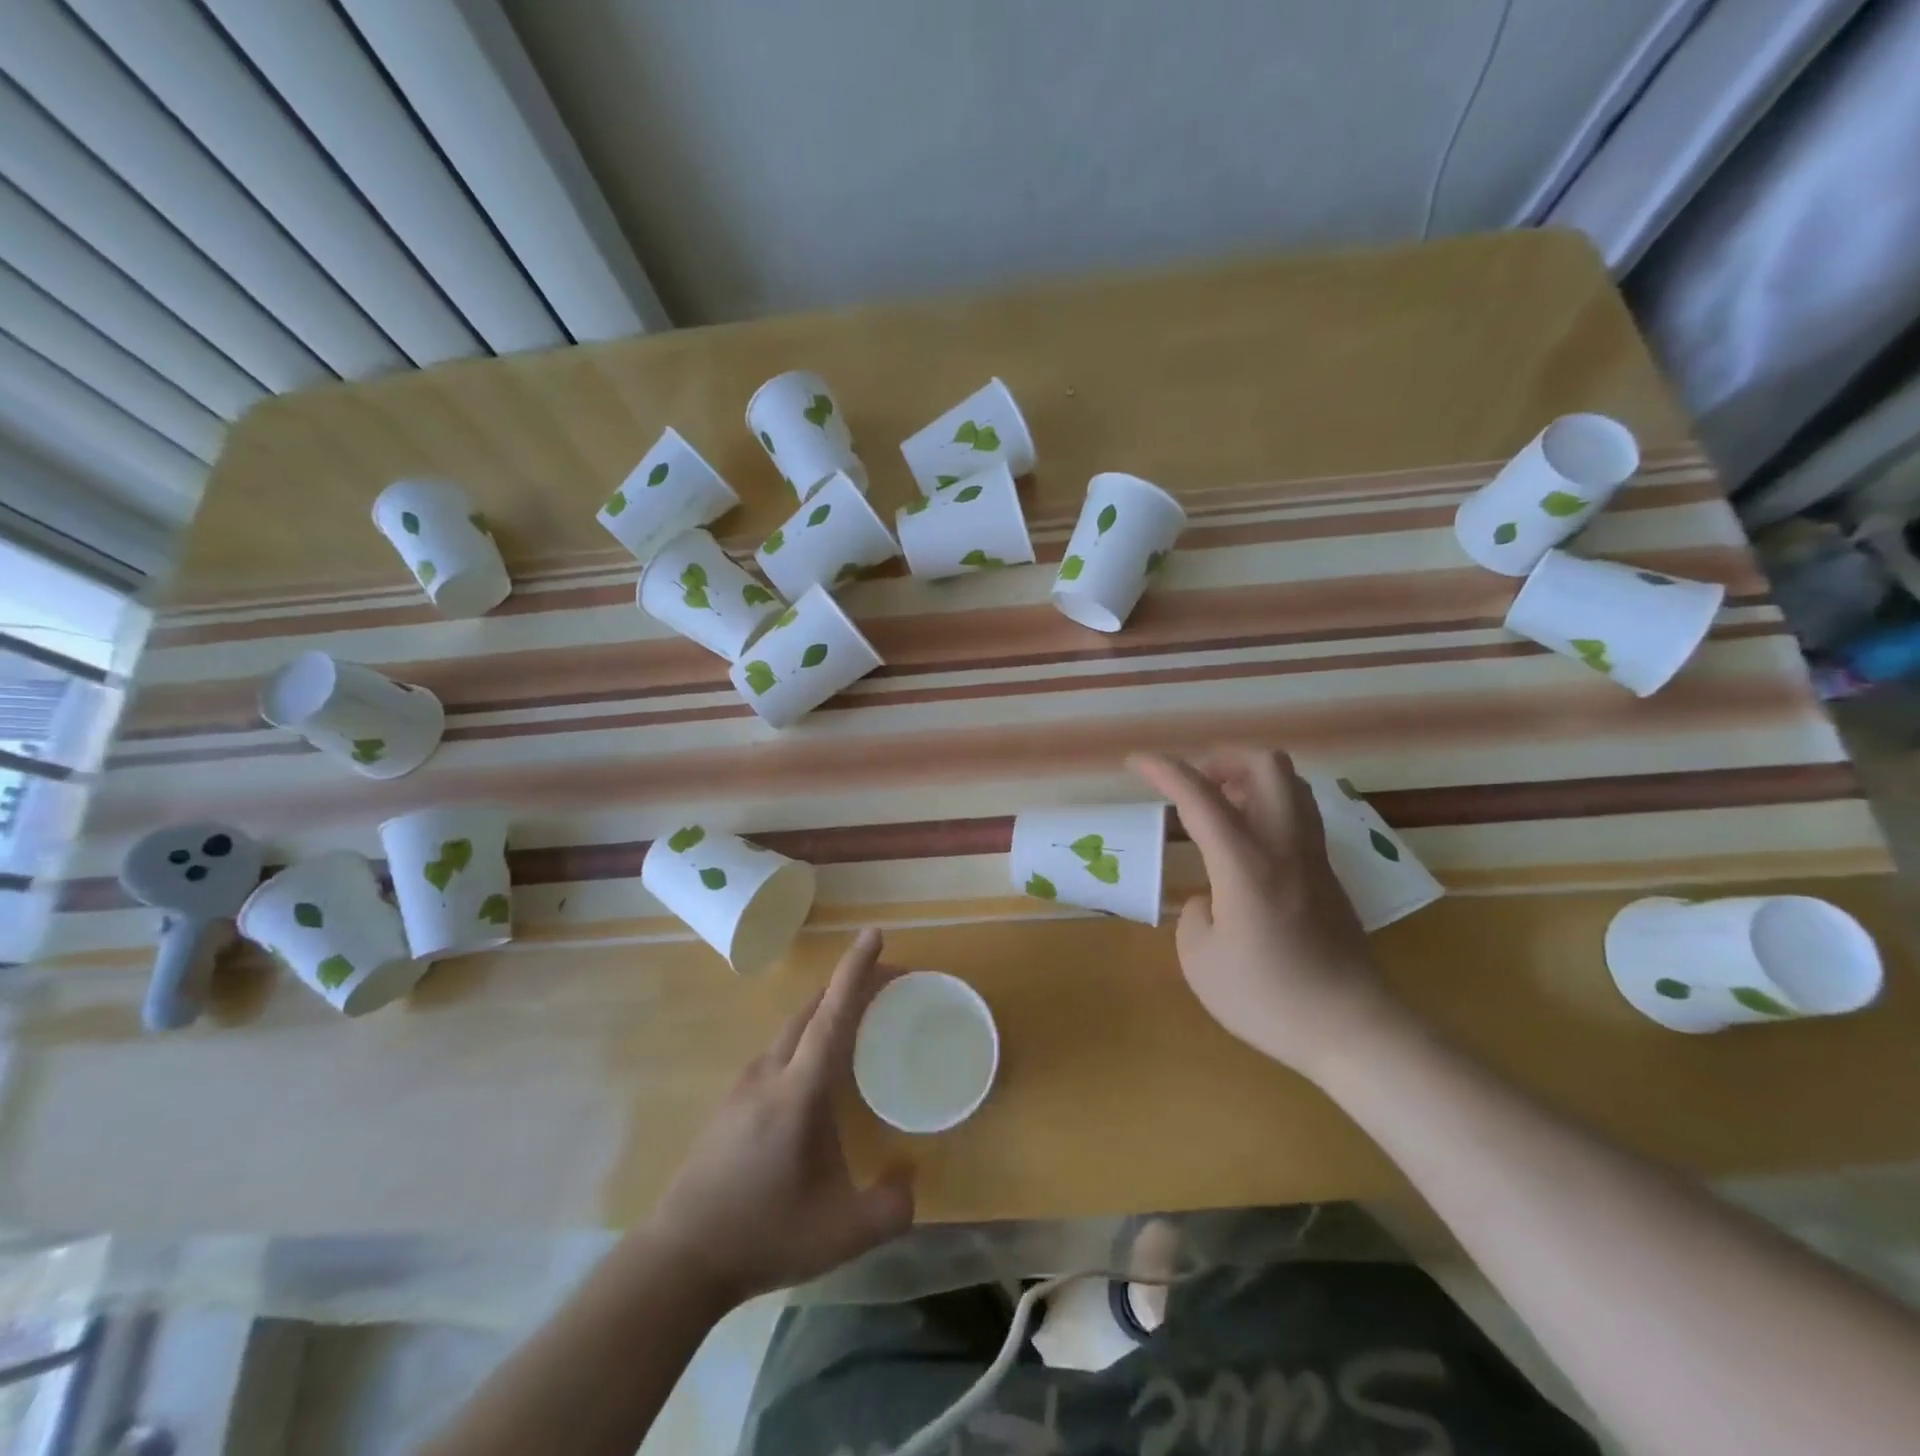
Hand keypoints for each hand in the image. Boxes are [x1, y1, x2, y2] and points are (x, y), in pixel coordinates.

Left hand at [647, 930, 913, 1306]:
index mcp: (798, 1091)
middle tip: (888, 986)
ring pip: (793, 1027)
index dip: (855, 971)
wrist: (680, 1258)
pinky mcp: (733, 1100)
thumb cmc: (764, 1235)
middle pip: (813, 1009)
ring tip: (861, 1021)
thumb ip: (891, 1206)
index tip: (874, 934)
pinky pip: (780, 1049)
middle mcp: (770, 1072)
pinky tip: (819, 1069)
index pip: (832, 1015)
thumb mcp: (842, 1234)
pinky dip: (809, 1036)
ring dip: (828, 1010)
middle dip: (850, 985)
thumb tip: (911, 1174)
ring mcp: (746, 1084)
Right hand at [1130, 749, 1400, 1079]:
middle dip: (1222, 759)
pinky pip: (1299, 813)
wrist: (1352, 1030)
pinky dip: (1268, 806)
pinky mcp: (1329, 874)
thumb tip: (1213, 897)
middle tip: (1195, 786)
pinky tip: (1246, 844)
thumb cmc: (1268, 998)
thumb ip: (1196, 913)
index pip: (1201, 797)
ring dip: (1250, 779)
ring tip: (1219, 808)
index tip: (1135, 762)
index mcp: (1246, 863)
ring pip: (1291, 783)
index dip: (1165, 771)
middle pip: (1266, 765)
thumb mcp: (1201, 960)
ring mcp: (1314, 856)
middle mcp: (1284, 846)